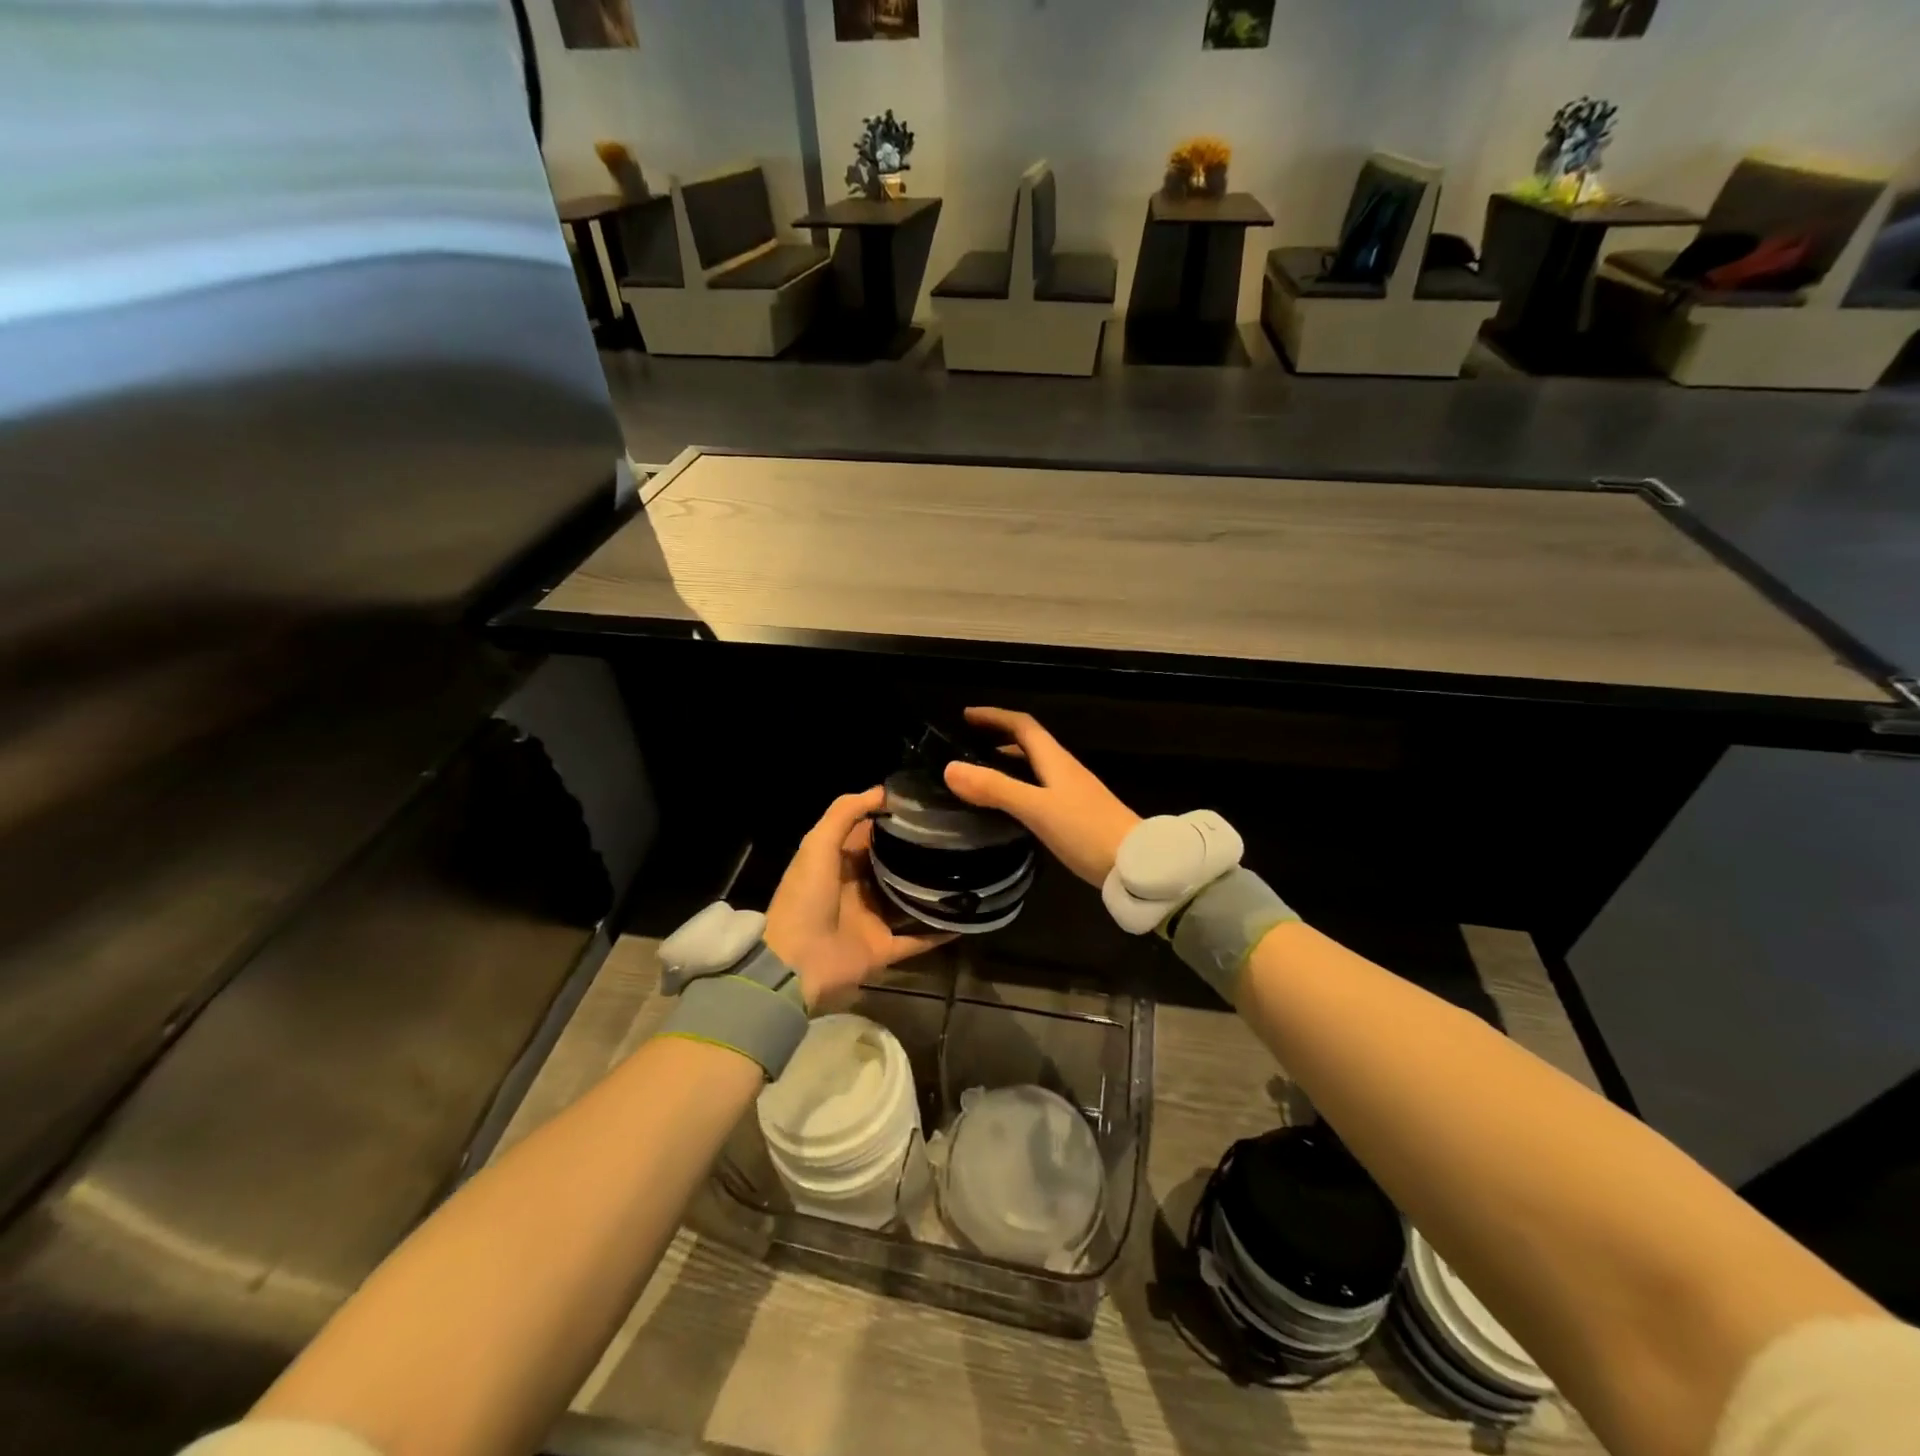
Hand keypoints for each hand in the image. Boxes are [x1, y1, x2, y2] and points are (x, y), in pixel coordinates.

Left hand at [763, 788, 950, 1011]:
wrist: (795, 962)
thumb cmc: (806, 897)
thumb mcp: (818, 844)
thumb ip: (845, 813)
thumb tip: (884, 791)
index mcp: (839, 863)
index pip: (871, 835)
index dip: (895, 819)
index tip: (930, 806)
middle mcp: (858, 889)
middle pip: (894, 866)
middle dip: (920, 853)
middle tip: (958, 834)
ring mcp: (872, 920)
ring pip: (909, 900)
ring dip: (933, 890)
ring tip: (970, 870)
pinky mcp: (884, 949)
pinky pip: (918, 939)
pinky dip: (939, 932)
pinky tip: (967, 917)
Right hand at [941, 707, 1140, 886]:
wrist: (1135, 864)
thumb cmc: (1085, 830)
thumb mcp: (1036, 808)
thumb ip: (995, 788)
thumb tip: (950, 768)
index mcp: (1055, 761)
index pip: (1023, 726)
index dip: (996, 717)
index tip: (967, 715)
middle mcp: (1065, 770)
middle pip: (1030, 743)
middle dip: (1000, 737)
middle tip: (970, 743)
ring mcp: (1074, 792)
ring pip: (1036, 767)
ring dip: (1010, 762)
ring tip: (983, 772)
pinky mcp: (1078, 815)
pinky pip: (1041, 789)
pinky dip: (1021, 786)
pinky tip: (1012, 806)